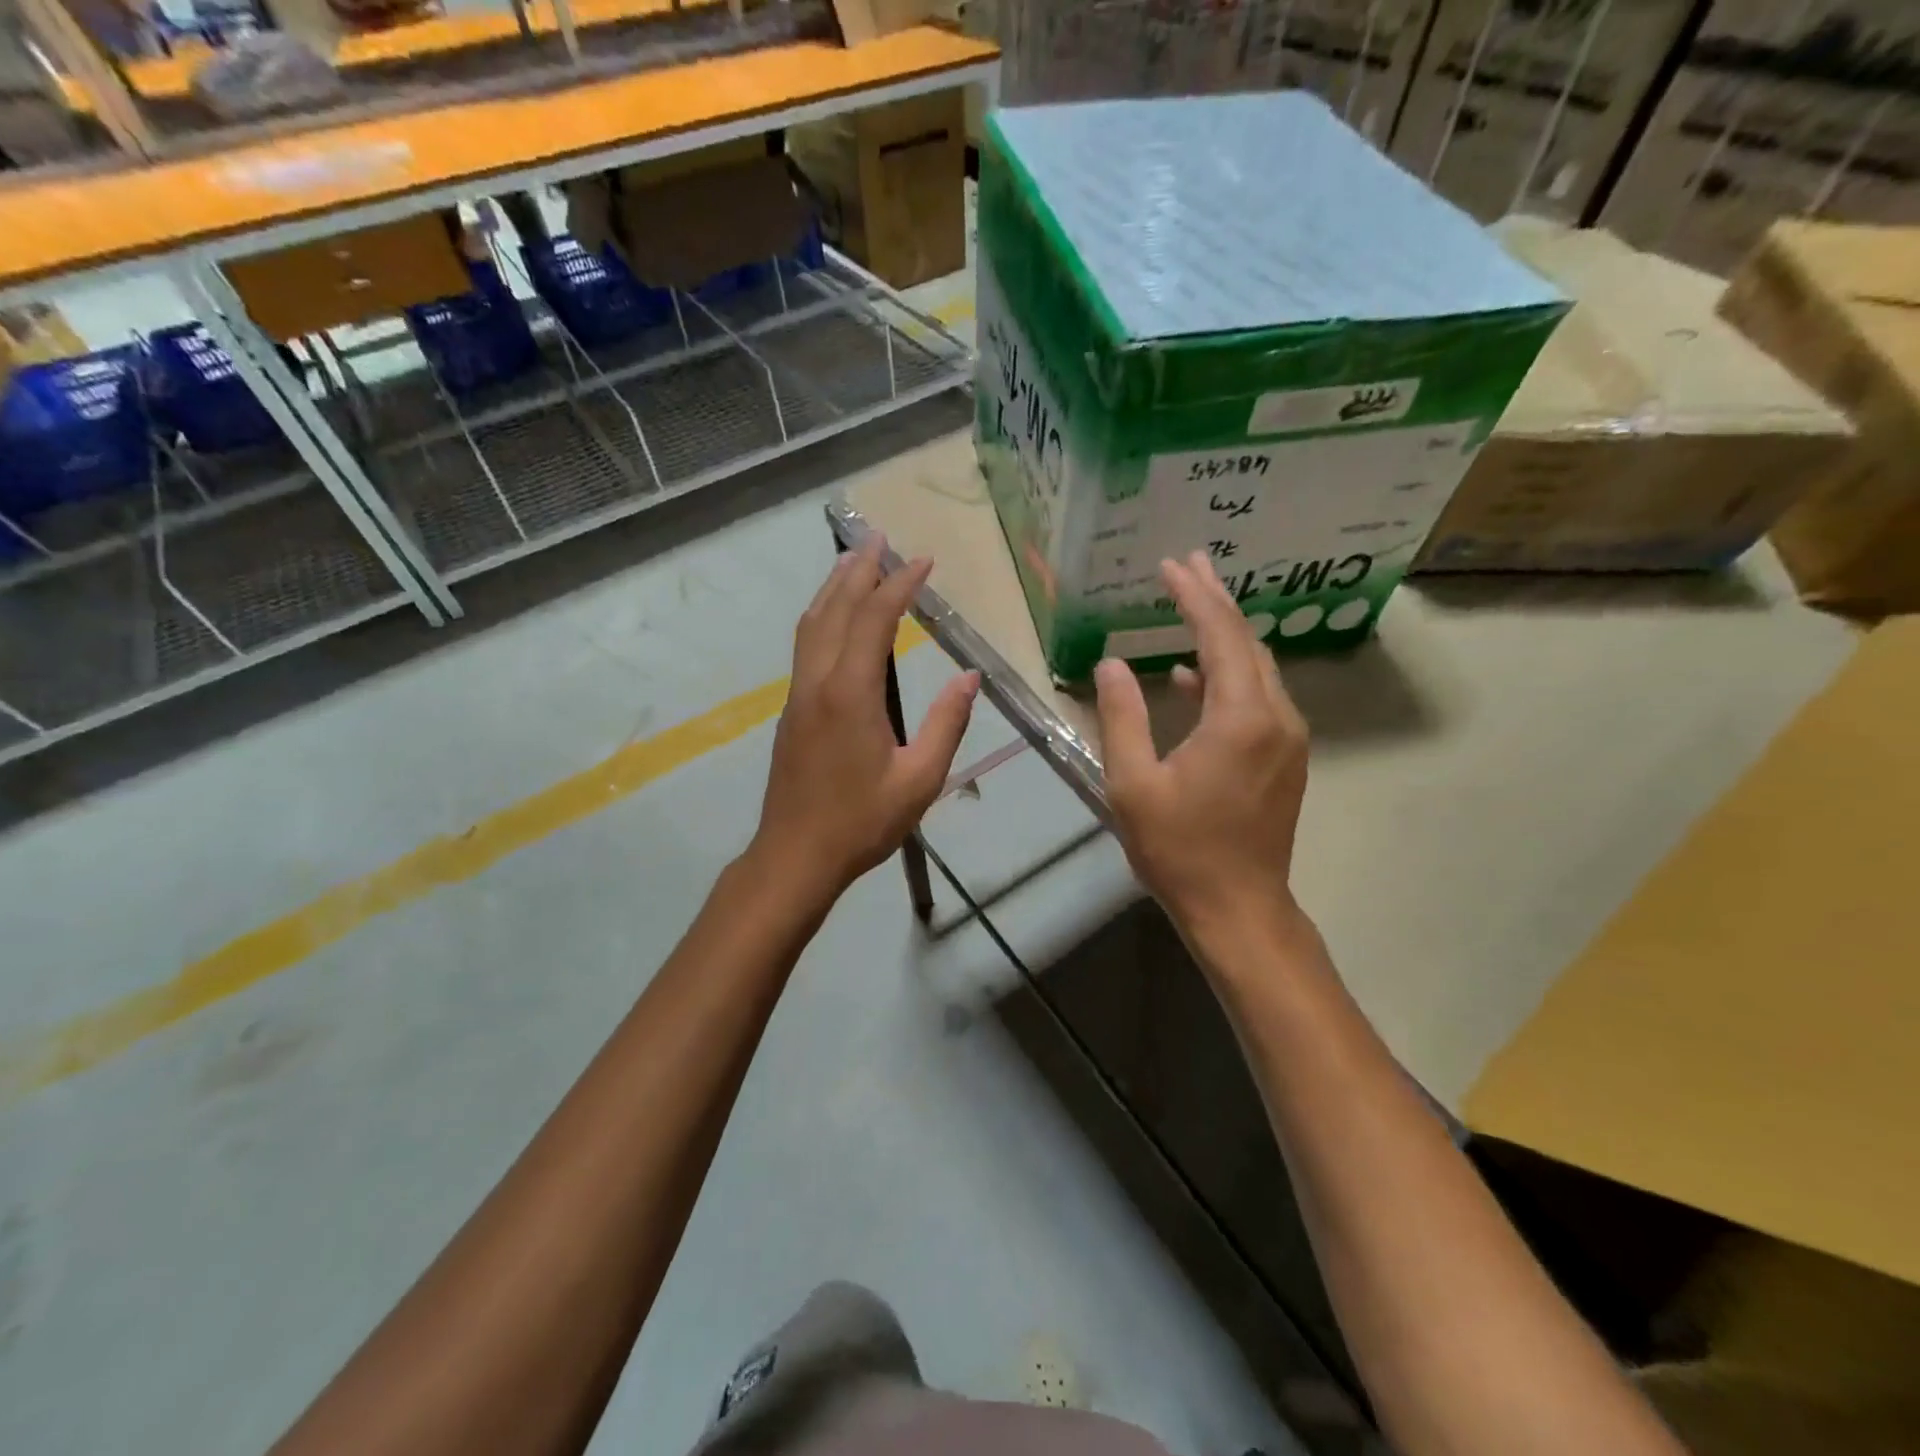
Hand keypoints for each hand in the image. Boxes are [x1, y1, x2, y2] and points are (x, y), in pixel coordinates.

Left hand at [751, 535, 979, 904]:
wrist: (795, 855)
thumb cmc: (862, 822)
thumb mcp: (920, 779)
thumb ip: (946, 724)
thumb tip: (969, 677)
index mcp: (850, 693)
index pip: (874, 619)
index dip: (898, 585)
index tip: (922, 560)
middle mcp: (818, 681)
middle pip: (834, 609)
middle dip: (858, 569)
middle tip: (879, 537)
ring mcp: (798, 694)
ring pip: (812, 624)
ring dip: (833, 588)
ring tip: (853, 560)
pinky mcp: (792, 710)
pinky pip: (805, 645)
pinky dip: (822, 615)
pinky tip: (834, 617)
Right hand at [1095, 550, 1310, 950]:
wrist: (1238, 907)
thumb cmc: (1179, 849)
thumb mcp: (1133, 784)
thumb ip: (1122, 716)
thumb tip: (1111, 663)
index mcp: (1240, 718)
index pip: (1219, 636)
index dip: (1193, 596)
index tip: (1170, 565)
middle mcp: (1275, 717)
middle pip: (1246, 641)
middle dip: (1215, 600)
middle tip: (1187, 564)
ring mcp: (1287, 738)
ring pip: (1257, 667)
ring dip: (1223, 634)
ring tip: (1190, 603)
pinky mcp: (1285, 757)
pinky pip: (1258, 696)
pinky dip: (1226, 675)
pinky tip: (1189, 677)